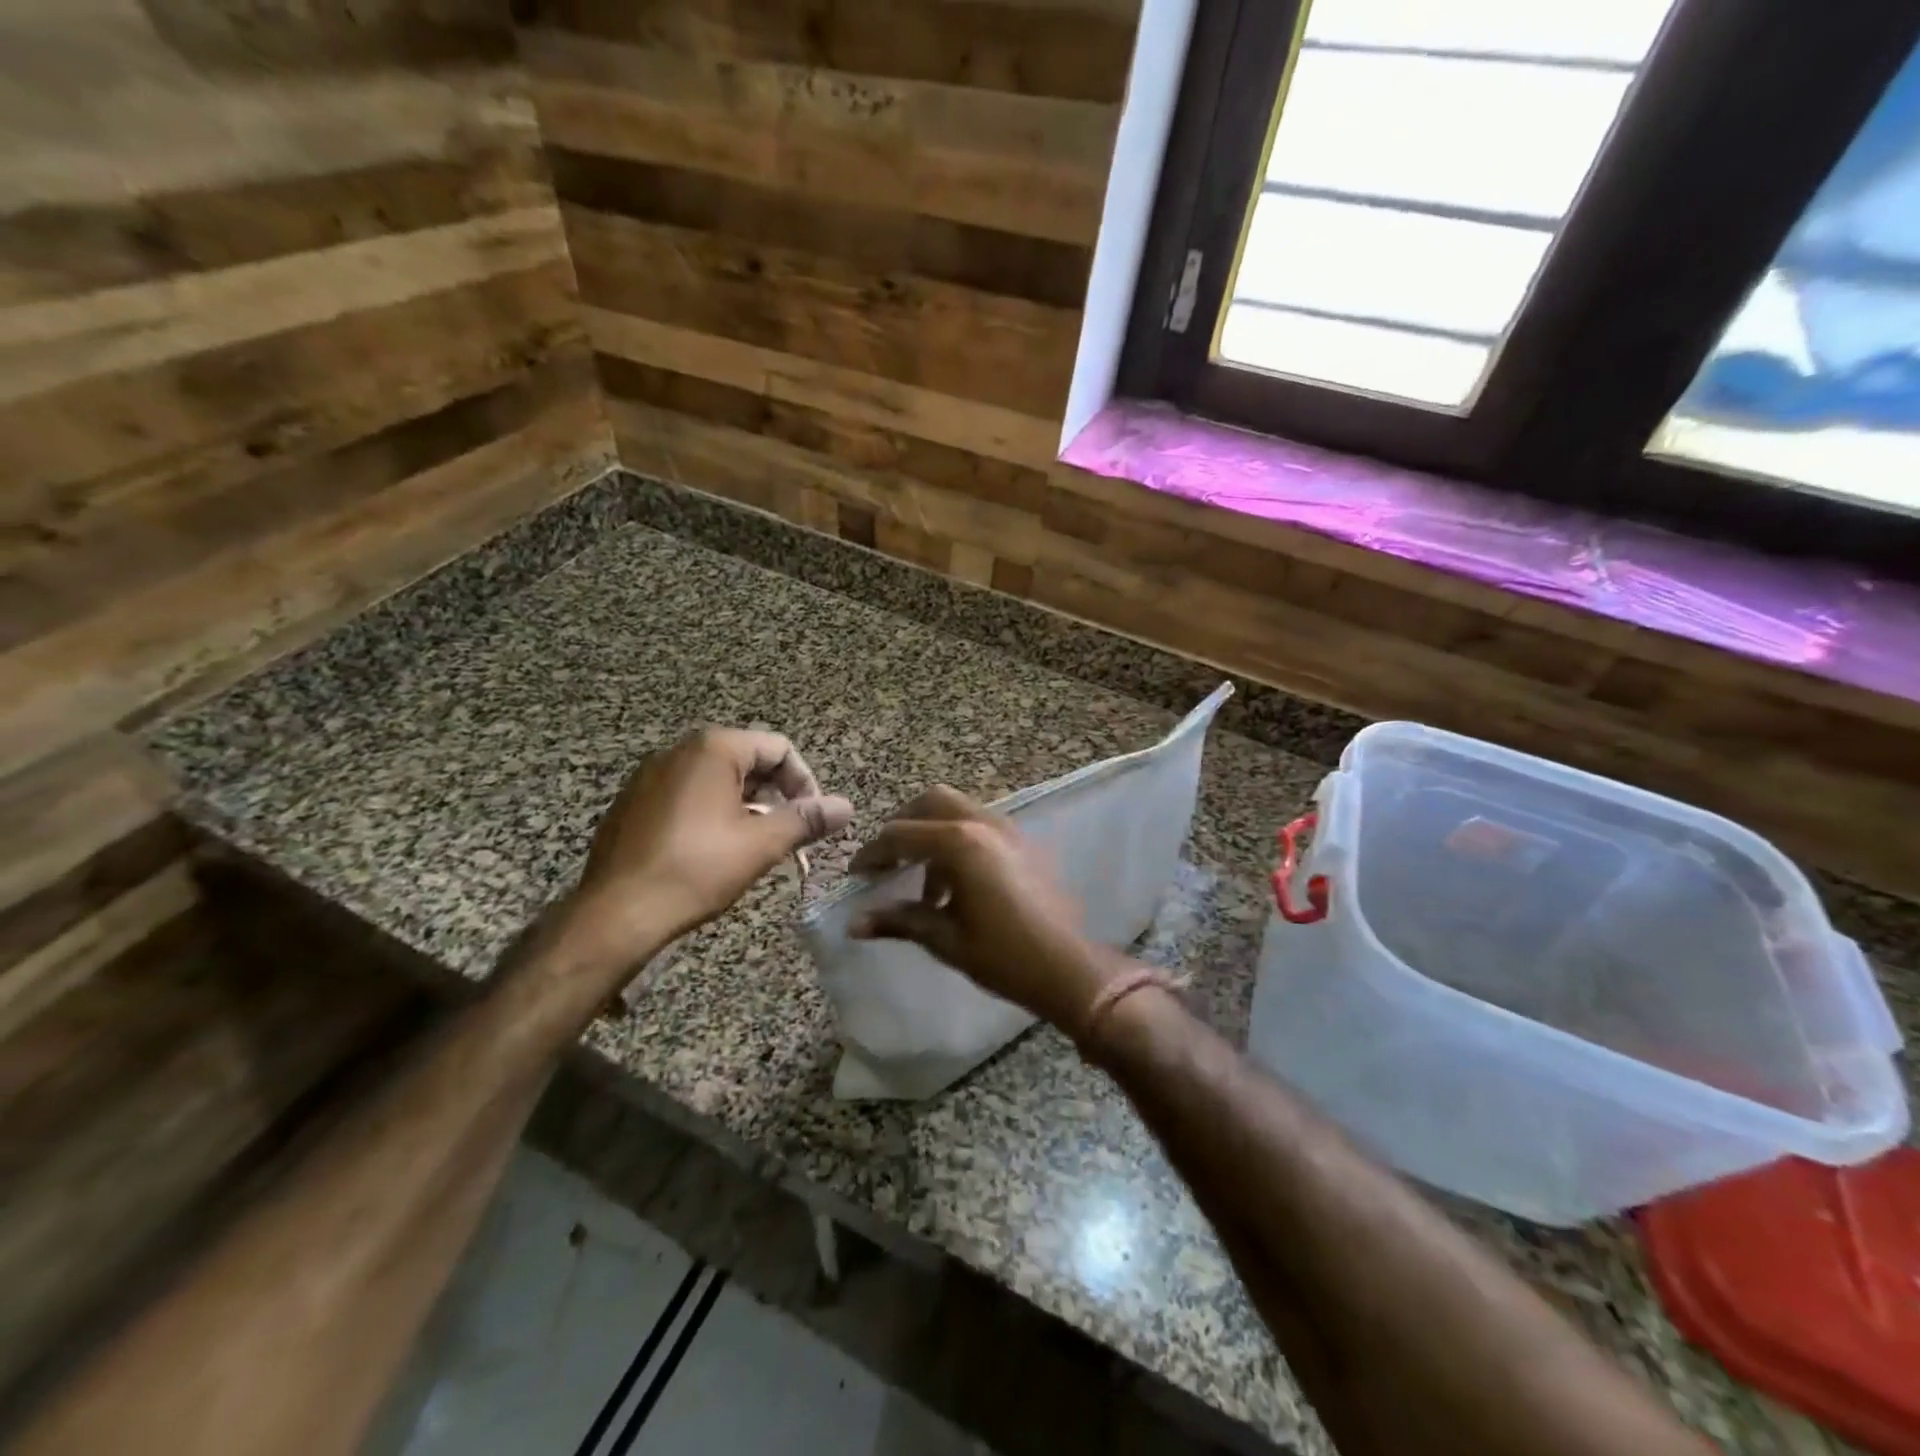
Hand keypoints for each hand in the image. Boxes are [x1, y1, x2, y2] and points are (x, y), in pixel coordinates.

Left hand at [565, 728, 853, 961]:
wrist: (617, 913)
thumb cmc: (696, 869)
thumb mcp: (762, 844)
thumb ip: (807, 820)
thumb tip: (847, 806)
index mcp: (713, 749)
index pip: (778, 748)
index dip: (805, 782)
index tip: (812, 820)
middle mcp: (678, 751)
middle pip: (746, 759)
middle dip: (775, 794)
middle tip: (786, 834)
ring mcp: (649, 776)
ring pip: (716, 779)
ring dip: (745, 805)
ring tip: (754, 845)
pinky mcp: (632, 803)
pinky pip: (685, 796)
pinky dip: (710, 813)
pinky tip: (711, 851)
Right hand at [849, 786, 1121, 1030]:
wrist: (1068, 969)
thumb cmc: (1003, 957)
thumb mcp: (945, 939)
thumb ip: (899, 921)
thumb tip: (854, 924)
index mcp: (960, 844)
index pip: (900, 835)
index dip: (872, 854)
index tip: (858, 876)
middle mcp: (983, 824)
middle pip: (930, 802)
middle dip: (903, 826)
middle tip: (888, 862)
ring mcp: (1007, 829)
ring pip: (957, 808)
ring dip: (932, 832)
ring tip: (924, 884)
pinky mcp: (1023, 842)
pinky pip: (980, 824)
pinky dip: (957, 838)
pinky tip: (956, 884)